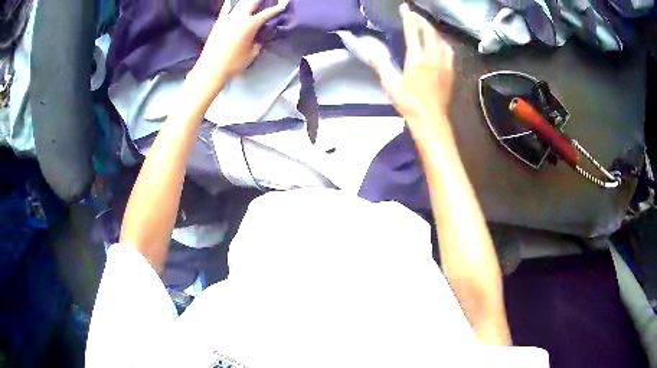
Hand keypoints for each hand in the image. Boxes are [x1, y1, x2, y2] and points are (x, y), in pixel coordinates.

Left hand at [195, 0, 288, 79]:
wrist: (211, 69)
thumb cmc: (234, 63)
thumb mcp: (252, 54)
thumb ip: (259, 42)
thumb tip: (261, 37)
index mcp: (250, 24)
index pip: (268, 12)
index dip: (278, 7)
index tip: (285, 2)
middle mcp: (239, 17)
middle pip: (252, 1)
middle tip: (268, 0)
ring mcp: (227, 18)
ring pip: (240, 2)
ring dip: (248, 1)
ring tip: (252, 2)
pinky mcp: (218, 22)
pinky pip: (225, 8)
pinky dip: (229, 3)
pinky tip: (231, 0)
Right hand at [371, 4, 453, 125]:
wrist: (431, 120)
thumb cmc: (409, 103)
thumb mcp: (390, 84)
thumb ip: (380, 64)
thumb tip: (369, 49)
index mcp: (417, 58)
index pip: (412, 31)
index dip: (408, 17)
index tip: (405, 7)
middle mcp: (433, 56)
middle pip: (429, 31)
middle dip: (421, 20)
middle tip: (414, 13)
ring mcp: (445, 64)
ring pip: (441, 39)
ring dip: (432, 29)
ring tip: (426, 25)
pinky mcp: (451, 71)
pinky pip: (448, 50)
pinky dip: (442, 41)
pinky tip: (440, 43)